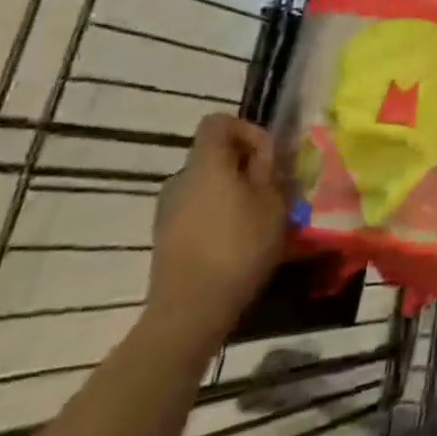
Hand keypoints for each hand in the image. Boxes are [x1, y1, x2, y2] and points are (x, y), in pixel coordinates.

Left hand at [147, 114, 287, 354]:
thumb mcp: (272, 202)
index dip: (246, 129)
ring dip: (230, 193)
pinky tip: (235, 243)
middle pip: (213, 156)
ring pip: (205, 186)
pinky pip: (196, 212)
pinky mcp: (164, 240)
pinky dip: (216, 217)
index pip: (218, 122)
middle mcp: (180, 179)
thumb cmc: (238, 247)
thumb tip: (261, 155)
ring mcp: (167, 211)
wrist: (189, 312)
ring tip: (256, 219)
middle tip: (270, 190)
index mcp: (206, 163)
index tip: (267, 156)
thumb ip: (268, 169)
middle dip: (243, 166)